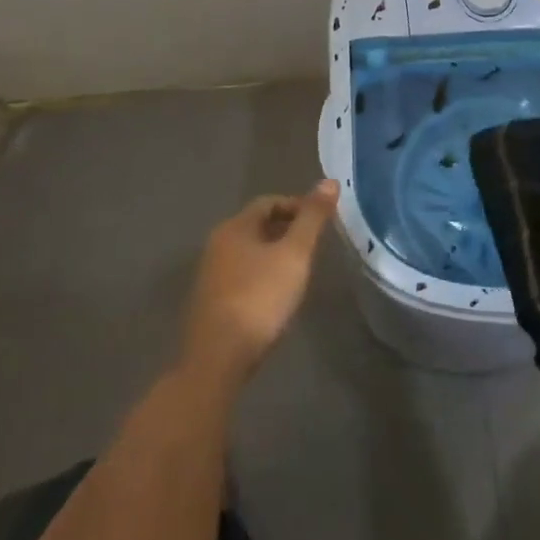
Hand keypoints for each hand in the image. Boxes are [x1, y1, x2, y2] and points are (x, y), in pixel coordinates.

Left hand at [183, 180, 339, 387]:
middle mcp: (217, 244)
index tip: (321, 222)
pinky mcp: (210, 302)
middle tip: (313, 246)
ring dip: (274, 254)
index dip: (297, 206)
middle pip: (257, 226)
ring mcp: (210, 275)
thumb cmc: (259, 298)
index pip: (269, 202)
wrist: (217, 359)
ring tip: (299, 270)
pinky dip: (261, 276)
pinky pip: (241, 276)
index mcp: (235, 227)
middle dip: (286, 229)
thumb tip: (330, 180)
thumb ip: (312, 218)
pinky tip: (275, 296)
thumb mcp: (294, 255)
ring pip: (248, 252)